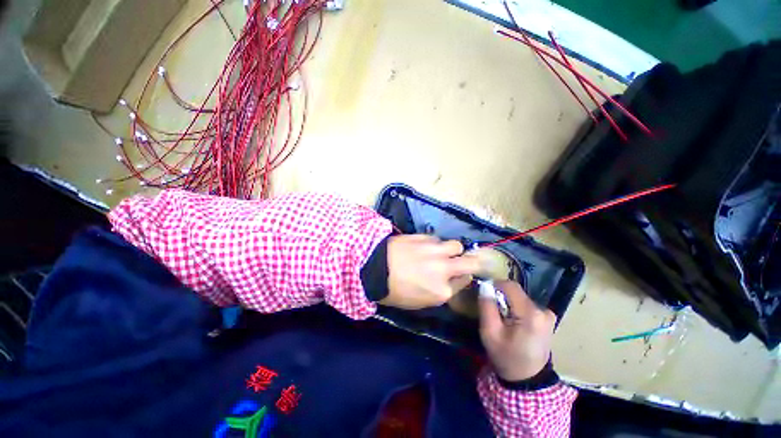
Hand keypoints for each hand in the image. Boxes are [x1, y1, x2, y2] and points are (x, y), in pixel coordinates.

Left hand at [382, 235, 480, 309]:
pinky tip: (424, 246)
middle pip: (471, 262)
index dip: (462, 278)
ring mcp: (435, 251)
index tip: (458, 275)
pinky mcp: (425, 237)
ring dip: (452, 249)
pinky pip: (437, 239)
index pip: (464, 282)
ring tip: (441, 251)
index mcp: (442, 292)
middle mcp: (444, 269)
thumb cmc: (393, 290)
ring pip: (456, 245)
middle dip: (472, 262)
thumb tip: (448, 281)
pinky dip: (435, 243)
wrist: (374, 268)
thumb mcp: (418, 302)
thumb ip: (439, 292)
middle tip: (465, 261)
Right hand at [478, 280, 555, 380]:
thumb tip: (485, 286)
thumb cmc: (506, 357)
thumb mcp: (490, 332)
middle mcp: (543, 310)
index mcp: (531, 314)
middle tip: (492, 311)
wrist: (528, 380)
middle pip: (515, 292)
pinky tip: (513, 323)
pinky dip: (516, 309)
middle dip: (501, 297)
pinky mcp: (548, 319)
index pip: (510, 285)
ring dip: (508, 303)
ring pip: (520, 297)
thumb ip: (486, 306)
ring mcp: (548, 315)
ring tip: (502, 319)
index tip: (485, 295)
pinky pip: (526, 305)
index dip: (495, 286)